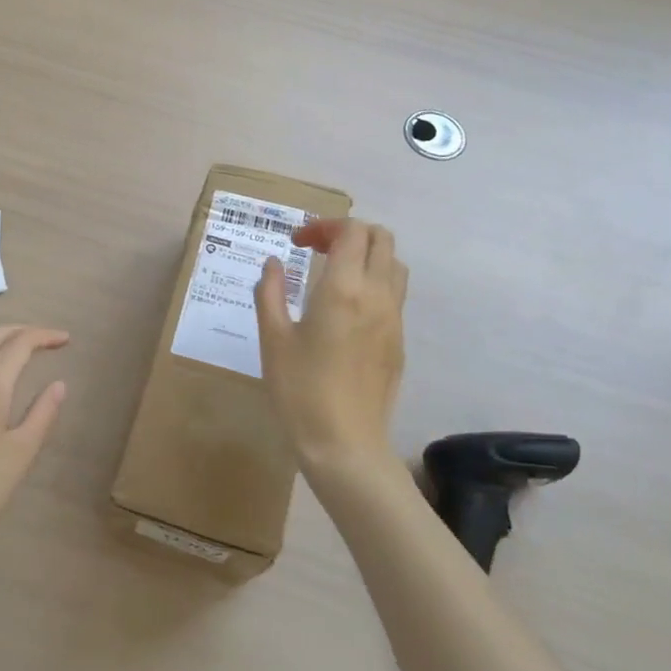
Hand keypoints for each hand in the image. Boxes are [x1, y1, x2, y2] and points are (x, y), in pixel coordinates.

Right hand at [255, 218, 406, 482]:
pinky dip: (375, 282)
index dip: (324, 226)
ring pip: (394, 264)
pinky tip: (347, 309)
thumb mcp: (273, 339)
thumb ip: (271, 292)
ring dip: (367, 255)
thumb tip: (274, 263)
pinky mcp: (400, 341)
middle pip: (381, 238)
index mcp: (344, 289)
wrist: (345, 444)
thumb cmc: (300, 391)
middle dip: (349, 233)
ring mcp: (394, 319)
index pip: (351, 231)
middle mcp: (377, 295)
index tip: (297, 243)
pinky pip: (395, 294)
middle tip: (317, 250)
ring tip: (335, 274)